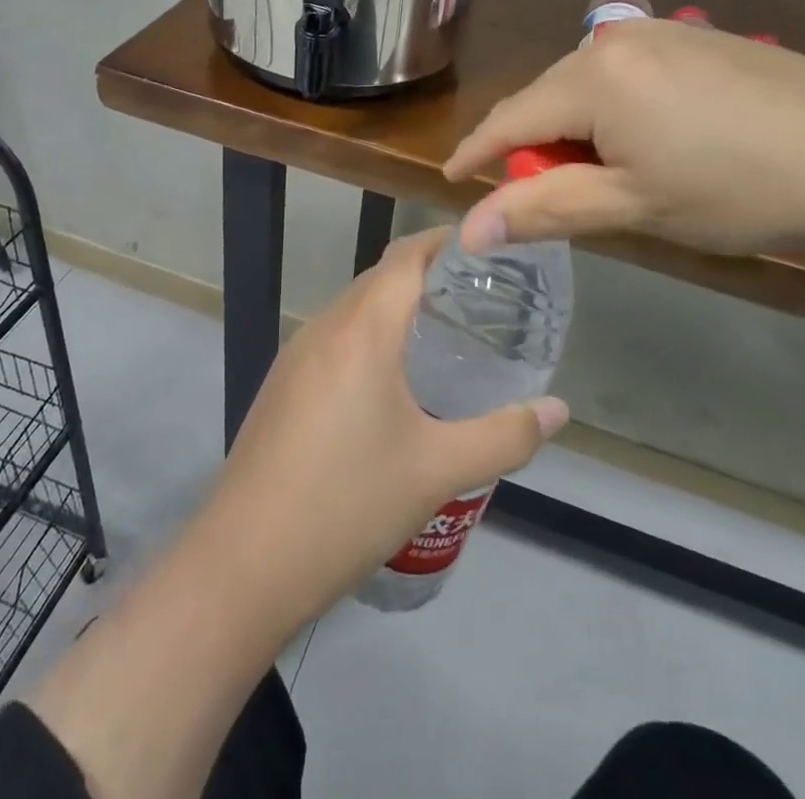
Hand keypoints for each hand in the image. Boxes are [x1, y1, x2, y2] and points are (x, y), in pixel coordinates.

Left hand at [187, 227, 568, 628]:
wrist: (245, 562)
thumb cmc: (349, 504)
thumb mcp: (438, 471)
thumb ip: (505, 436)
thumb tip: (558, 410)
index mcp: (362, 329)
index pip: (406, 257)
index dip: (444, 243)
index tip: (487, 254)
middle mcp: (325, 327)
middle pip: (380, 278)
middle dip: (428, 278)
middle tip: (479, 303)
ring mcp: (296, 355)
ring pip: (354, 308)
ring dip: (395, 309)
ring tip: (443, 339)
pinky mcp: (282, 384)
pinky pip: (334, 338)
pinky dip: (369, 337)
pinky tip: (391, 383)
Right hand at [444, 18, 804, 258]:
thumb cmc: (739, 190)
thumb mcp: (632, 206)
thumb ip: (542, 209)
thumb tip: (468, 230)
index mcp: (593, 75)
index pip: (510, 117)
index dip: (477, 153)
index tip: (454, 181)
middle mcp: (617, 38)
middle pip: (548, 98)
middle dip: (538, 146)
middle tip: (551, 197)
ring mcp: (664, 32)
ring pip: (589, 86)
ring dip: (581, 130)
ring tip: (613, 176)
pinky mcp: (699, 38)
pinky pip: (629, 74)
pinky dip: (618, 111)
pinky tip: (657, 142)